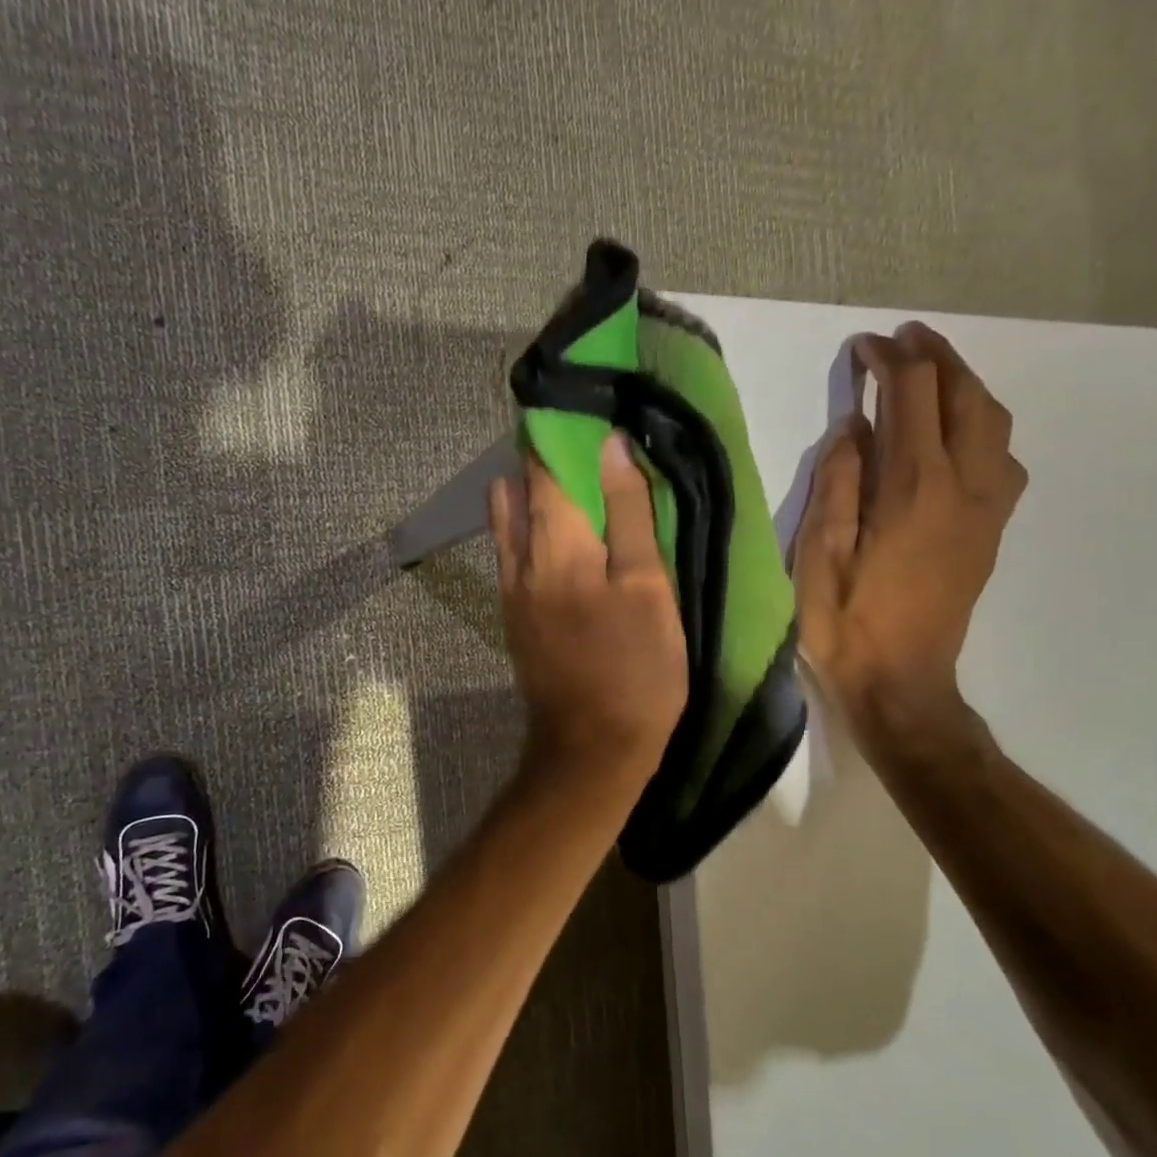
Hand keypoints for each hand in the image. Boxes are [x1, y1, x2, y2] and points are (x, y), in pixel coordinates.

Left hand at [489, 432, 688, 790]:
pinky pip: (515, 551)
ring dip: (537, 492)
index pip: (541, 463)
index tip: (586, 409)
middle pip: (518, 486)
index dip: (559, 429)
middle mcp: (518, 558)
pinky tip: (568, 536)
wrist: (592, 747)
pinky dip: (534, 528)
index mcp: (554, 543)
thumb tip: (610, 446)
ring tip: (581, 488)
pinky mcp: (513, 614)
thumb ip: (627, 514)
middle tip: (590, 446)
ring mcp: (509, 589)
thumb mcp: (647, 588)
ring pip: (511, 519)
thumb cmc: (635, 668)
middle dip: (546, 456)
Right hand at [794, 322, 1025, 729]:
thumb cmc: (846, 623)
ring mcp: (984, 510)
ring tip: (933, 375)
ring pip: (993, 424)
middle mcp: (961, 487)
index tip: (863, 348)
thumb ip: (838, 484)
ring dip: (966, 387)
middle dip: (937, 357)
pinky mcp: (990, 532)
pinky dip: (982, 427)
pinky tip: (957, 436)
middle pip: (965, 397)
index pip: (911, 397)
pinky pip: (1001, 459)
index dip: (889, 361)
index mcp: (913, 488)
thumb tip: (853, 429)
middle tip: (905, 339)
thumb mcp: (819, 555)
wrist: (900, 683)